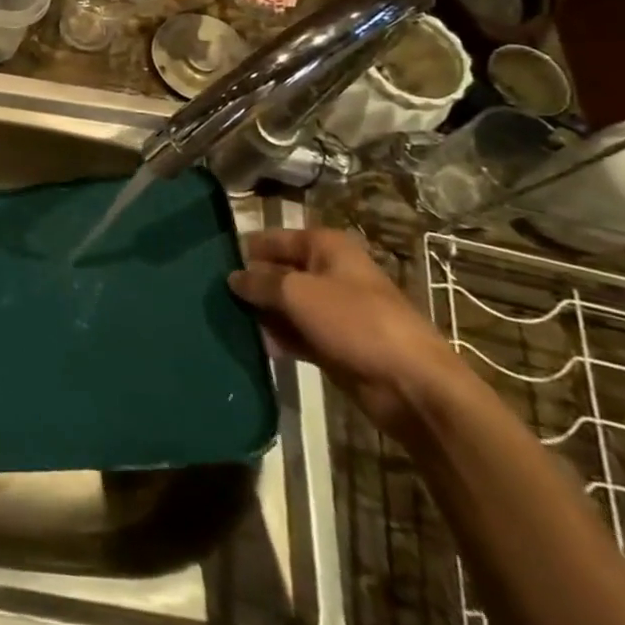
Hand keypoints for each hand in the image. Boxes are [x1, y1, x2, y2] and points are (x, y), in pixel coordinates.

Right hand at [230, 228, 463, 436]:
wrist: (412, 385)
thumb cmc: (355, 322)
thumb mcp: (297, 293)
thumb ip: (259, 282)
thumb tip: (232, 277)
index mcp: (325, 246)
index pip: (273, 239)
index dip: (245, 251)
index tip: (213, 266)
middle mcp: (329, 271)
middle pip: (278, 272)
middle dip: (252, 286)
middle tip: (216, 299)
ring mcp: (334, 309)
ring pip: (286, 305)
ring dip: (263, 315)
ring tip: (230, 324)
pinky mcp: (335, 343)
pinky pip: (297, 333)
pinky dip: (279, 338)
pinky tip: (257, 347)